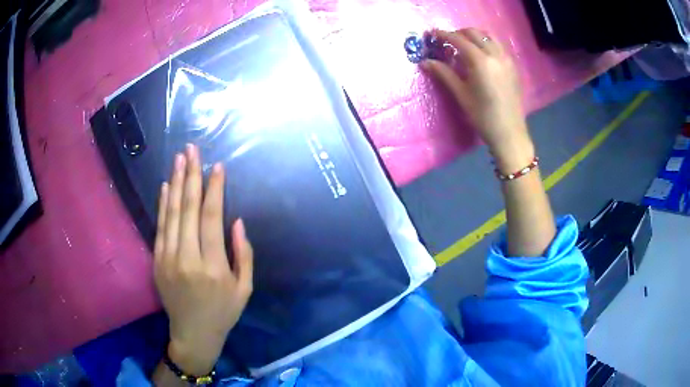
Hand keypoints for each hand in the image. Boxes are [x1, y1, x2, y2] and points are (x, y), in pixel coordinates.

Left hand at [154, 144, 252, 375]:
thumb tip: (237, 222)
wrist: (193, 334)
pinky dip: (162, 204)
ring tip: (179, 159)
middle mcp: (188, 258)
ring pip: (171, 213)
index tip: (217, 167)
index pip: (212, 218)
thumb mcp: (244, 289)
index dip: (214, 189)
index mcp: (213, 267)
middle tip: (192, 150)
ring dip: (175, 183)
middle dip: (191, 176)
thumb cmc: (223, 313)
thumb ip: (244, 255)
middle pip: (188, 209)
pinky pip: (160, 226)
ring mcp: (168, 259)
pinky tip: (165, 186)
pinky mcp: (157, 261)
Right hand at [422, 28, 533, 172]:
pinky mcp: (513, 66)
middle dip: (458, 33)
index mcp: (481, 62)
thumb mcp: (461, 94)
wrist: (509, 133)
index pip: (459, 40)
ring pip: (488, 37)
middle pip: (474, 33)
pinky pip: (498, 46)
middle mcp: (495, 55)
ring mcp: (506, 60)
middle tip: (447, 40)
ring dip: (474, 36)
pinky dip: (486, 43)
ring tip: (463, 44)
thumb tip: (425, 62)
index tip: (432, 34)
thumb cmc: (483, 116)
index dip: (444, 35)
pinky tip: (480, 54)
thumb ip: (444, 73)